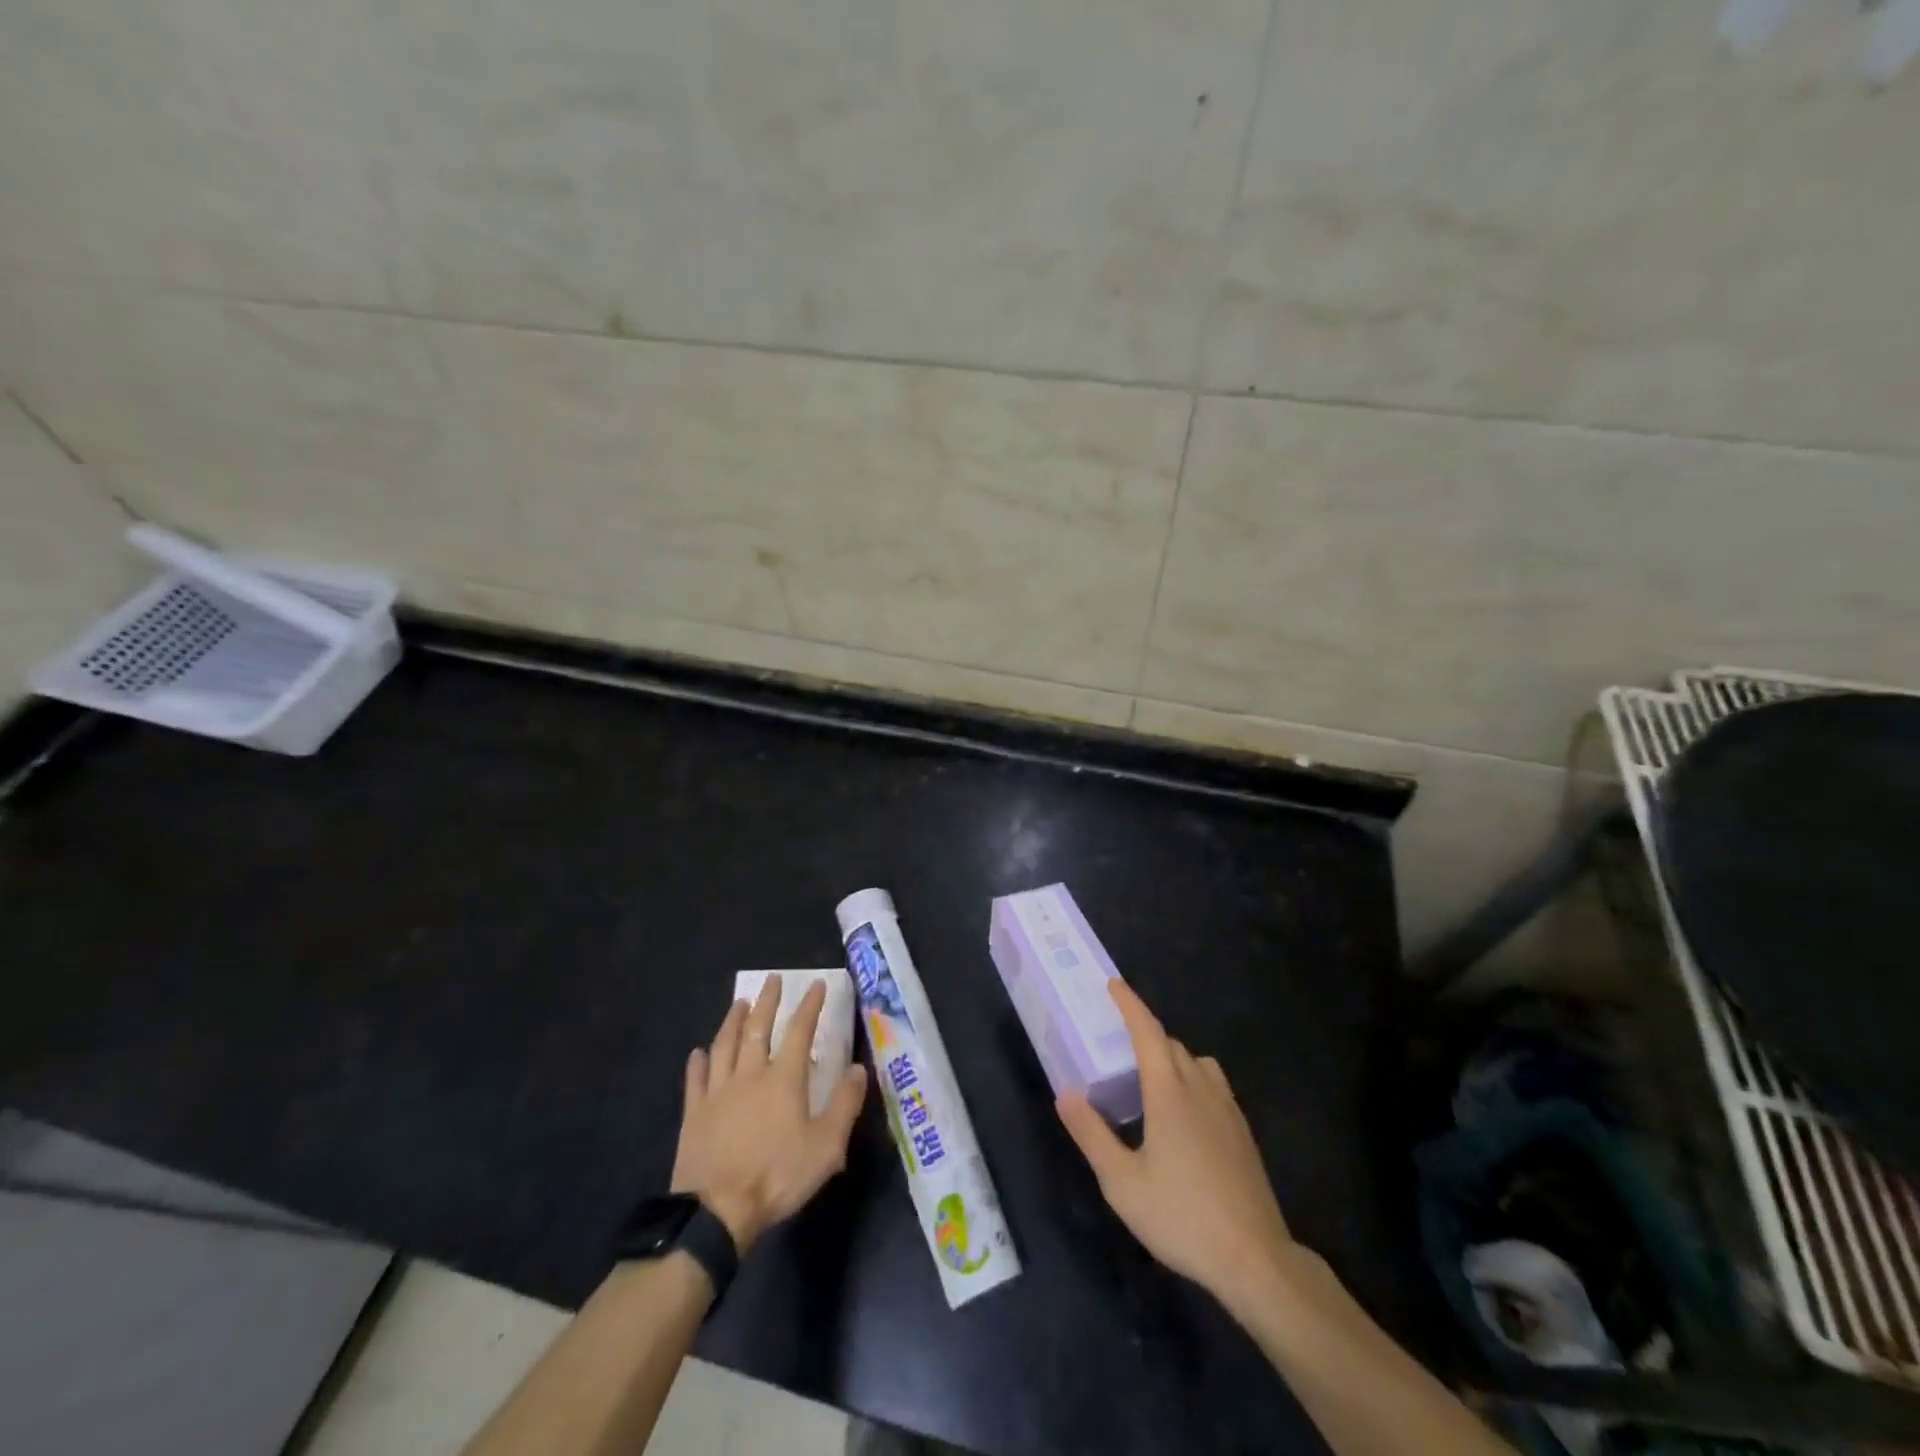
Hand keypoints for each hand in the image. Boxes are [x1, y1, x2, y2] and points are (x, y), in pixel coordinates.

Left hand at [671, 979, 867, 1253]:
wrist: (717, 1212)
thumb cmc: (777, 1177)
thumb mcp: (826, 1147)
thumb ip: (845, 1105)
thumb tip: (858, 1069)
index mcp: (783, 1079)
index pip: (799, 1031)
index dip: (810, 1006)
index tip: (816, 984)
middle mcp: (750, 1074)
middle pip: (757, 1028)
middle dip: (768, 1001)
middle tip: (772, 979)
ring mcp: (718, 1091)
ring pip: (724, 1044)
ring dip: (732, 1020)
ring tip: (740, 1003)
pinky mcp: (694, 1112)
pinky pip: (696, 1078)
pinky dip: (698, 1061)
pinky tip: (699, 1052)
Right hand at [1056, 980, 1295, 1305]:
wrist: (1254, 1258)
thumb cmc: (1181, 1216)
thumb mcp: (1121, 1182)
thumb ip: (1091, 1133)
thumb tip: (1066, 1093)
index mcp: (1168, 1092)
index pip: (1147, 1032)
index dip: (1130, 1004)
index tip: (1114, 984)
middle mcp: (1200, 1089)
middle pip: (1171, 1045)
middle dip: (1145, 1034)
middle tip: (1119, 1042)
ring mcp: (1227, 1110)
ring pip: (1197, 1063)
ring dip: (1172, 1057)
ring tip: (1151, 1078)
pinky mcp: (1243, 1132)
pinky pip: (1214, 1085)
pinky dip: (1194, 1079)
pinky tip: (1185, 1114)